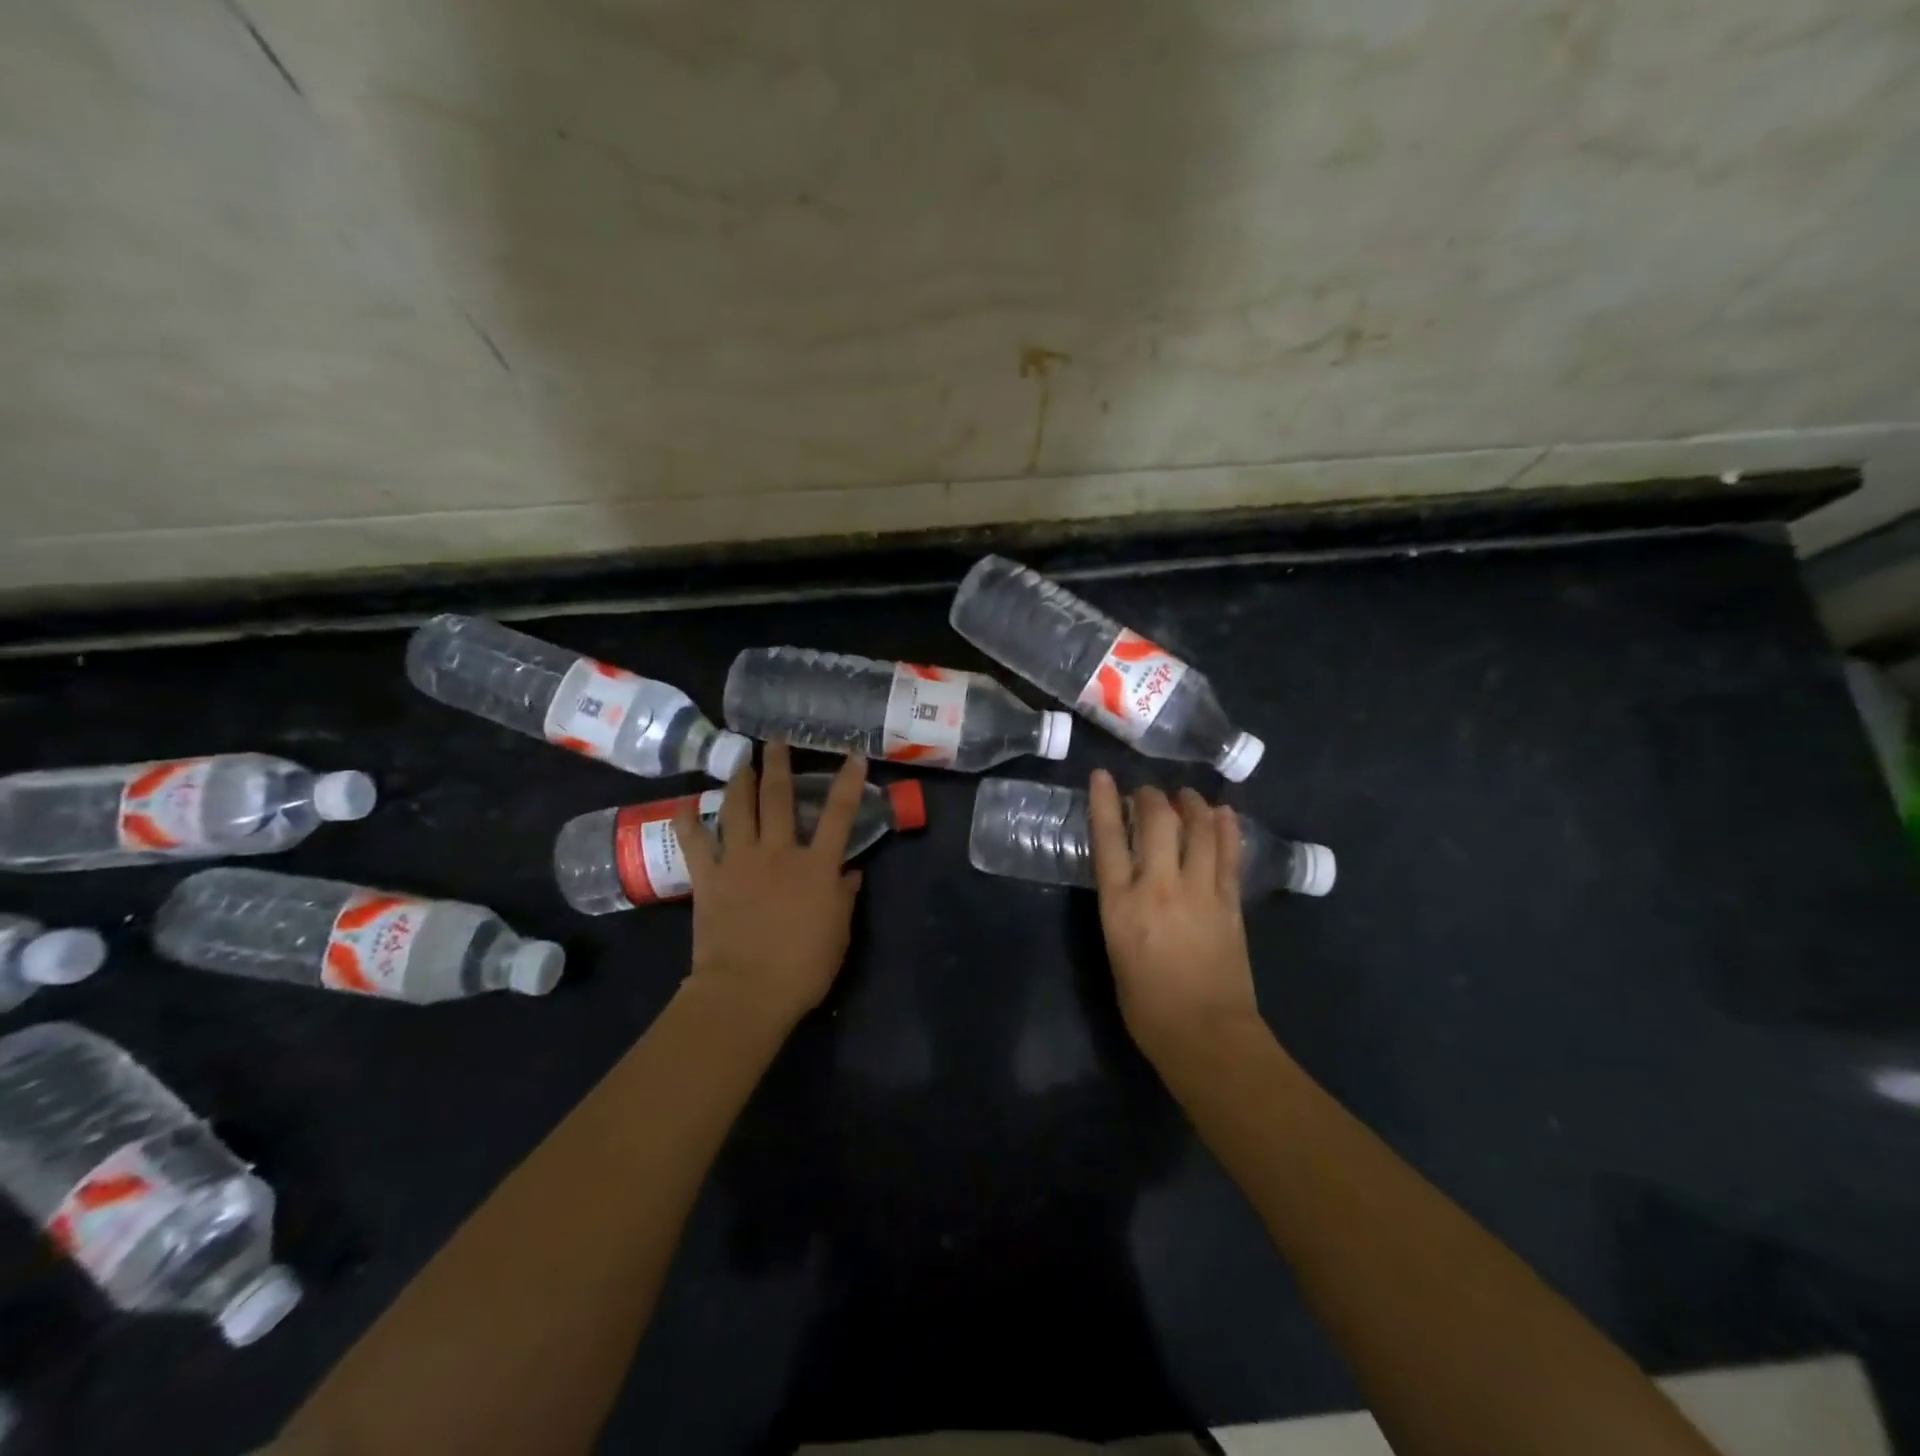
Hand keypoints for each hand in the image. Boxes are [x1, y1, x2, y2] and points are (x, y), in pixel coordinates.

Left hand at [674, 741, 866, 1029]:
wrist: (746, 991)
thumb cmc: (803, 967)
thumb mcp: (839, 933)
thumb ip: (844, 897)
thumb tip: (850, 873)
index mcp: (816, 866)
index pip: (839, 814)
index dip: (849, 782)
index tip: (853, 755)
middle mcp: (778, 852)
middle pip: (778, 798)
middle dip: (778, 764)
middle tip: (775, 740)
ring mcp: (739, 861)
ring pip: (738, 809)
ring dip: (739, 781)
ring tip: (741, 762)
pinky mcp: (708, 878)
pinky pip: (694, 843)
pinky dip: (687, 822)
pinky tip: (684, 806)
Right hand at [1088, 769, 1260, 1059]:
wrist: (1205, 1034)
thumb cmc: (1146, 1005)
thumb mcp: (1115, 949)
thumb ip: (1122, 907)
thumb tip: (1131, 883)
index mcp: (1121, 903)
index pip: (1108, 838)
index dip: (1106, 802)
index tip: (1104, 776)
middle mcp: (1159, 886)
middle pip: (1157, 822)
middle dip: (1151, 797)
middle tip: (1149, 792)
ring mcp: (1199, 891)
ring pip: (1197, 829)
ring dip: (1191, 805)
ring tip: (1186, 795)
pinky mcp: (1230, 902)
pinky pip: (1228, 854)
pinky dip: (1224, 828)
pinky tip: (1221, 814)